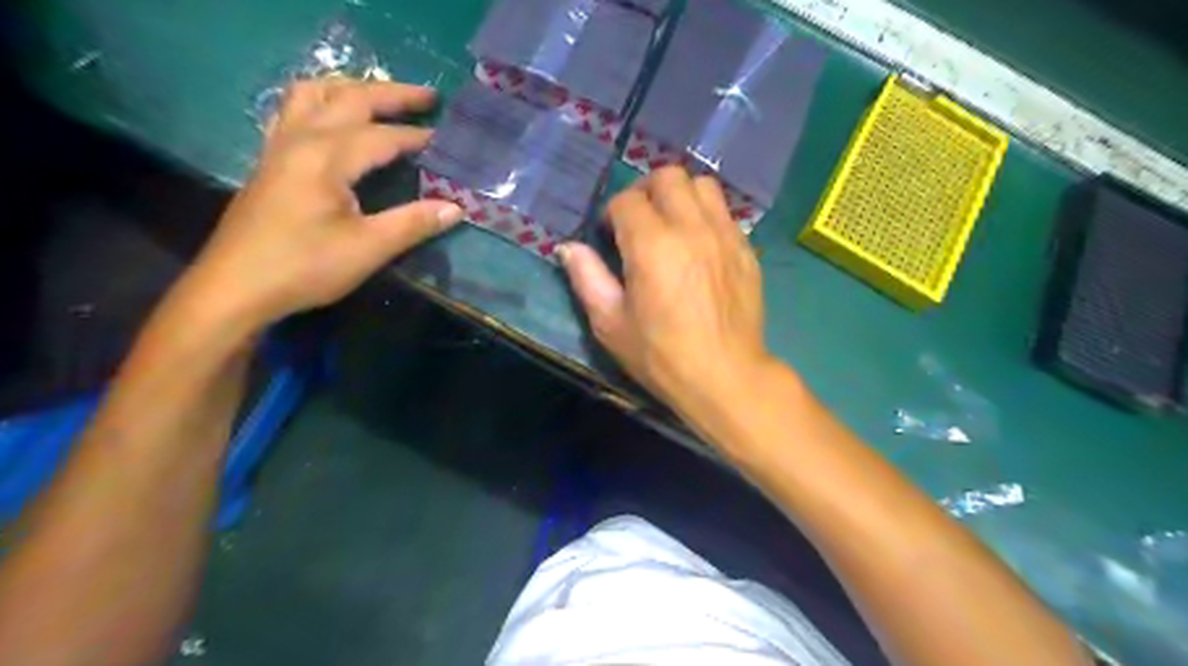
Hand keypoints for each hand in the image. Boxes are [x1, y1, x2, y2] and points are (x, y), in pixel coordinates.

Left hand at [178, 78, 460, 331]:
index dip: (417, 137)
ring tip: (379, 98)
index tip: (448, 140)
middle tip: (428, 97)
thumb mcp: (367, 249)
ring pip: (313, 94)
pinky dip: (322, 102)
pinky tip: (333, 120)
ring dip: (351, 89)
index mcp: (326, 157)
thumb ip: (412, 223)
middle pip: (348, 98)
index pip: (382, 136)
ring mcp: (279, 147)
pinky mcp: (269, 162)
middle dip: (391, 94)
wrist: (235, 288)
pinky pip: (294, 111)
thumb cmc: (304, 267)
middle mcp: (300, 139)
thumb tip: (456, 208)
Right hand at [560, 165, 775, 421]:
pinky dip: (706, 215)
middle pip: (667, 177)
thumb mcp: (611, 324)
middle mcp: (691, 228)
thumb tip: (568, 248)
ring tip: (671, 225)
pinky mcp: (746, 249)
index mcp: (652, 245)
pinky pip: (725, 212)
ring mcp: (724, 235)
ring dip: (680, 196)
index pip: (626, 200)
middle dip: (645, 192)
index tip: (609, 236)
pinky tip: (698, 245)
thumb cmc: (661, 356)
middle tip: (638, 222)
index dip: (611, 214)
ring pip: (702, 185)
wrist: (725, 376)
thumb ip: (587, 279)